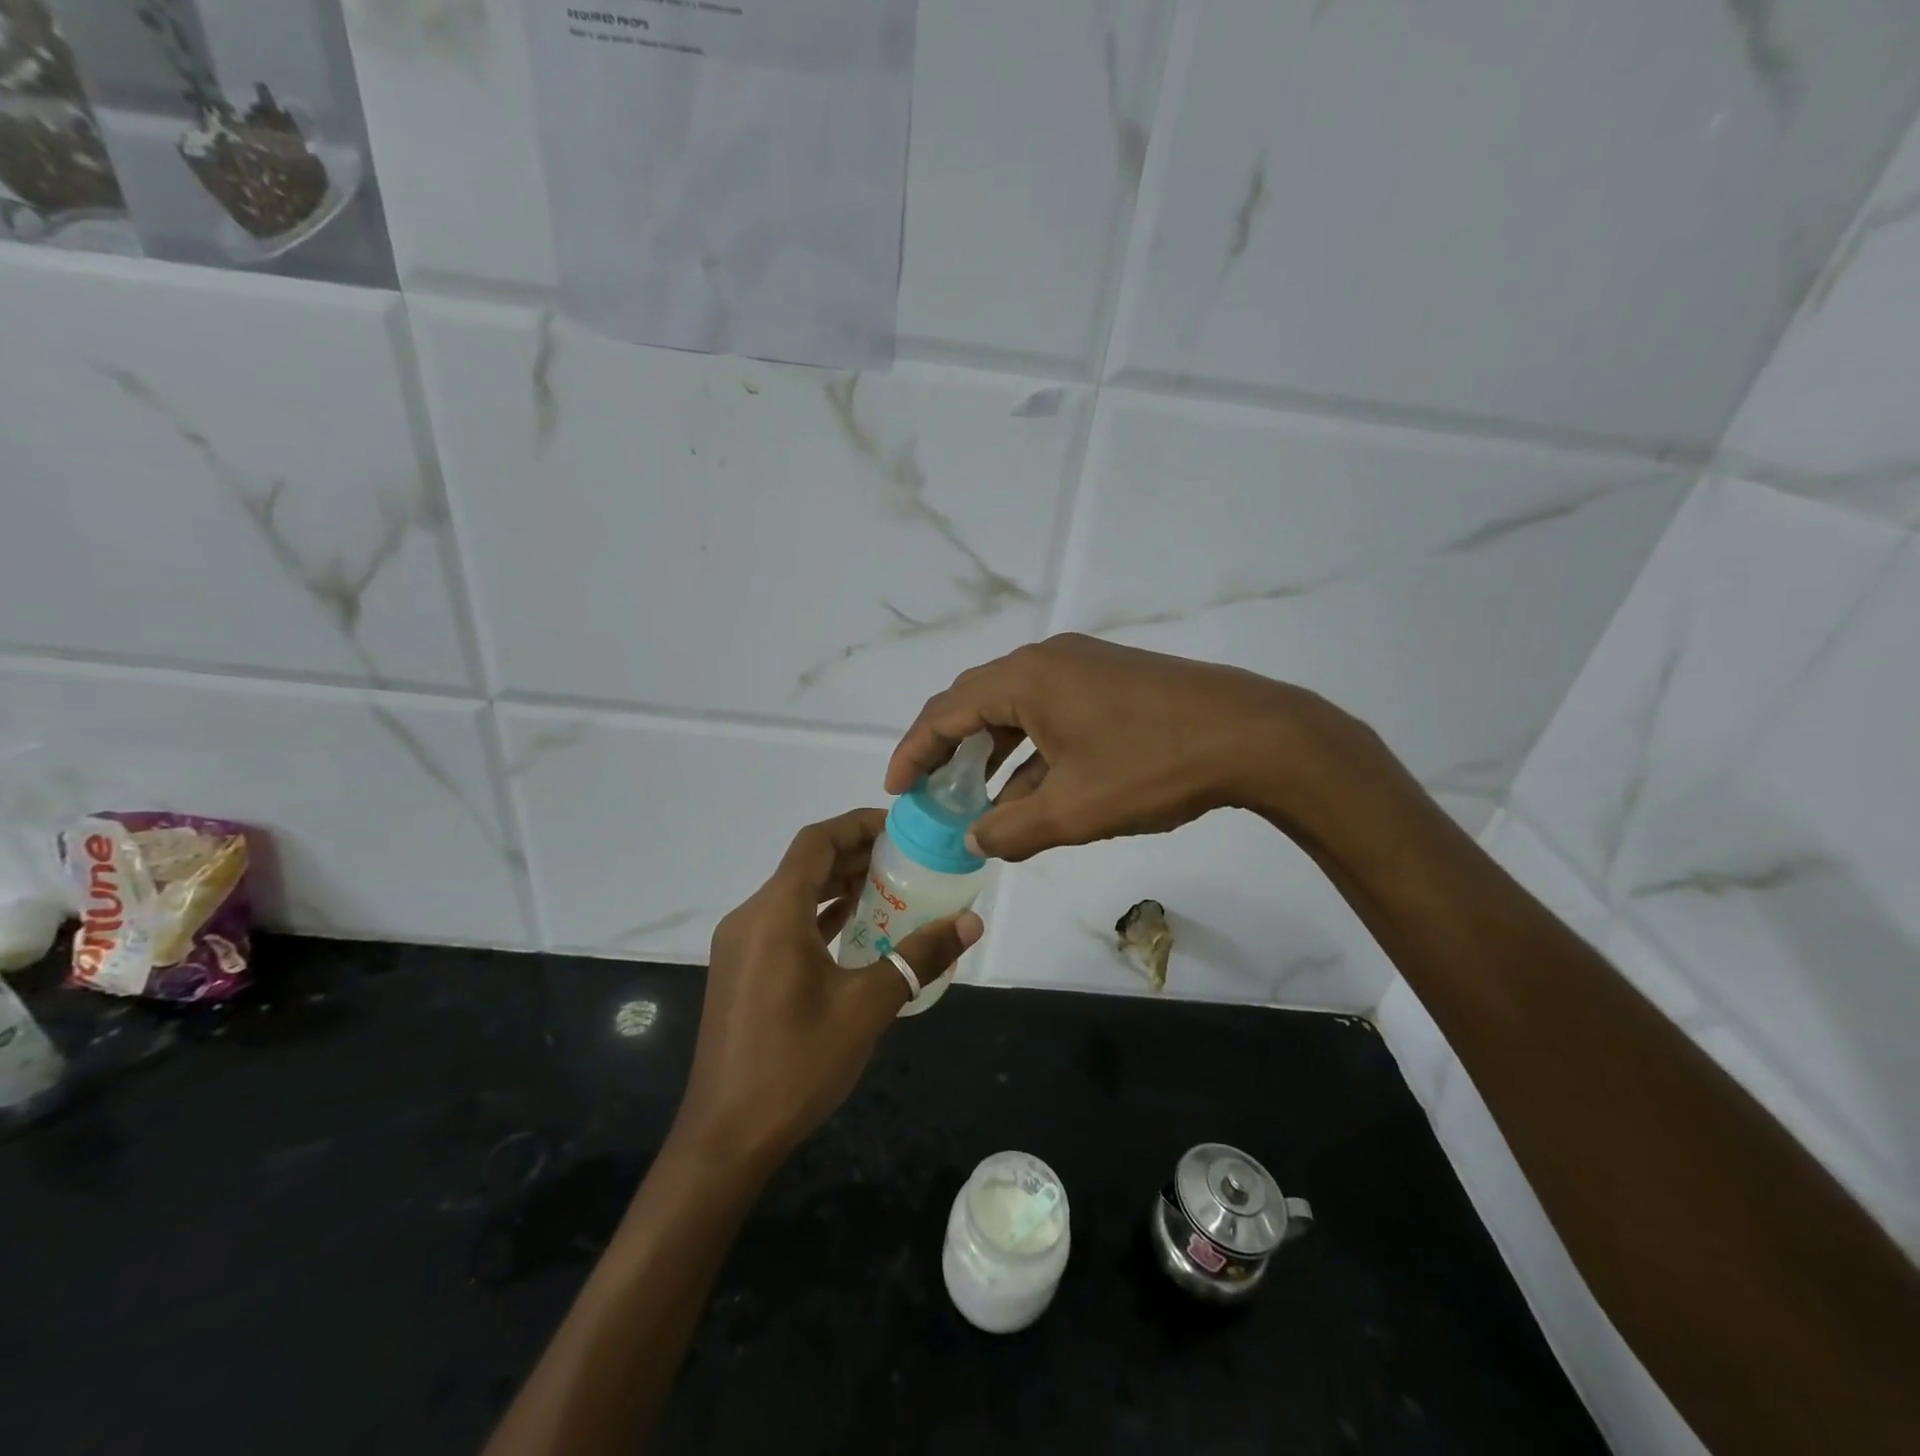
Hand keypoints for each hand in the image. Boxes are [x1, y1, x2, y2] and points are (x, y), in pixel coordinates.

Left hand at [676, 809, 982, 1170]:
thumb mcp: (866, 1008)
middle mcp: (751, 918)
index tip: (901, 829)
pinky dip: (821, 916)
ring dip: (839, 885)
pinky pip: (785, 923)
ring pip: (794, 894)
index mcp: (774, 914)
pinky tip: (857, 929)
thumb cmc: (796, 1065)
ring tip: (891, 887)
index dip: (858, 825)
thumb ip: (918, 958)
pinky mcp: (742, 970)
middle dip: (855, 854)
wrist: (725, 1138)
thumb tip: (971, 922)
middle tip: (907, 858)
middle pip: (805, 864)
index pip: (816, 842)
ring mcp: (741, 946)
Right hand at [887, 634, 1385, 861]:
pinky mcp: (1110, 681)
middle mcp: (1046, 661)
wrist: (1253, 735)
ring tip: (975, 799)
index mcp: (1025, 679)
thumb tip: (975, 839)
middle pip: (976, 703)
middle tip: (929, 792)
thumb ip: (1012, 829)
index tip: (896, 789)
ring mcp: (1082, 667)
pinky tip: (1031, 790)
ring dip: (991, 753)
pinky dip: (1031, 750)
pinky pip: (1051, 713)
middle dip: (948, 750)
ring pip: (1016, 710)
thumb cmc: (1152, 767)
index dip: (914, 751)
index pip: (946, 711)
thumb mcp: (1074, 810)